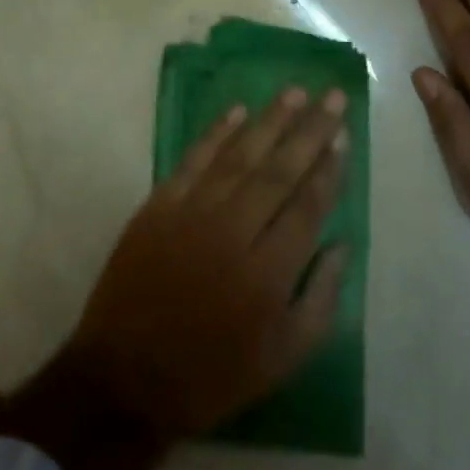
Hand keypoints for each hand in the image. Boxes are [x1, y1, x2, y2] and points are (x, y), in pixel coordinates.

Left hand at [70, 89, 350, 439]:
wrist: (125, 378)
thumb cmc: (212, 374)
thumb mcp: (283, 359)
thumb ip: (320, 299)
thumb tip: (342, 243)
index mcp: (268, 274)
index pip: (307, 206)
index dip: (328, 169)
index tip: (343, 134)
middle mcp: (233, 232)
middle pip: (279, 171)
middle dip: (310, 131)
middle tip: (333, 96)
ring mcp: (191, 214)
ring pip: (239, 156)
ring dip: (270, 121)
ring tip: (296, 92)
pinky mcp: (158, 206)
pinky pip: (193, 160)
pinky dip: (216, 132)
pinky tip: (238, 109)